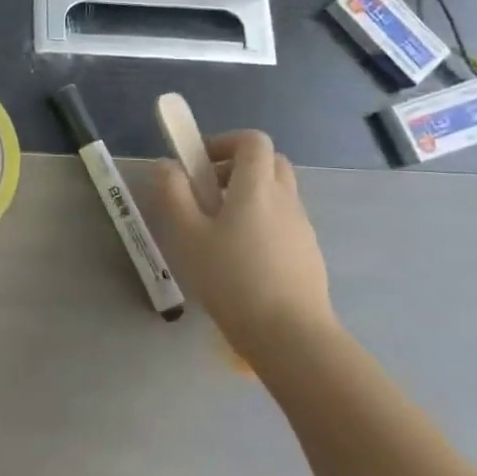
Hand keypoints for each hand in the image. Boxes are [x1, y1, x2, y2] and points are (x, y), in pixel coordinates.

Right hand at [148, 130, 336, 367]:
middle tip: (209, 191)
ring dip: (250, 196)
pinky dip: (263, 222)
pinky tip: (243, 258)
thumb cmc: (232, 279)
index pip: (253, 140)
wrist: (291, 335)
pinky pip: (285, 221)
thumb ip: (174, 193)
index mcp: (256, 187)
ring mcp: (302, 226)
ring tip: (220, 230)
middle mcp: (285, 198)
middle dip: (238, 166)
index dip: (226, 141)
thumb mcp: (188, 234)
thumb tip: (167, 165)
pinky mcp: (309, 253)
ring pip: (278, 192)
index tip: (200, 162)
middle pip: (269, 162)